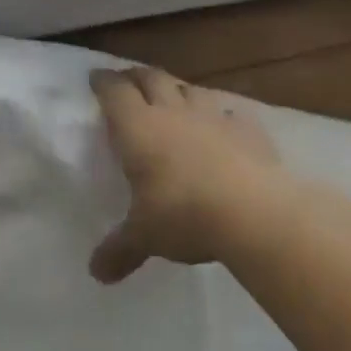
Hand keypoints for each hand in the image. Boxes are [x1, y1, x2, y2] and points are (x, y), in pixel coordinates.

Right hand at [89, 66, 284, 283]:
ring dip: (177, 88)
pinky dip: (221, 113)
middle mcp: (171, 112)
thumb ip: (120, 249)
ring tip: (172, 96)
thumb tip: (97, 274)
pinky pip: (229, 111)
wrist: (254, 212)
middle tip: (128, 80)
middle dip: (136, 76)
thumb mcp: (145, 236)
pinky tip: (223, 122)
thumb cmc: (184, 215)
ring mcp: (212, 116)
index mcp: (138, 128)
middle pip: (150, 78)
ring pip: (189, 88)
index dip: (103, 82)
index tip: (96, 77)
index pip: (114, 92)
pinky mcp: (247, 128)